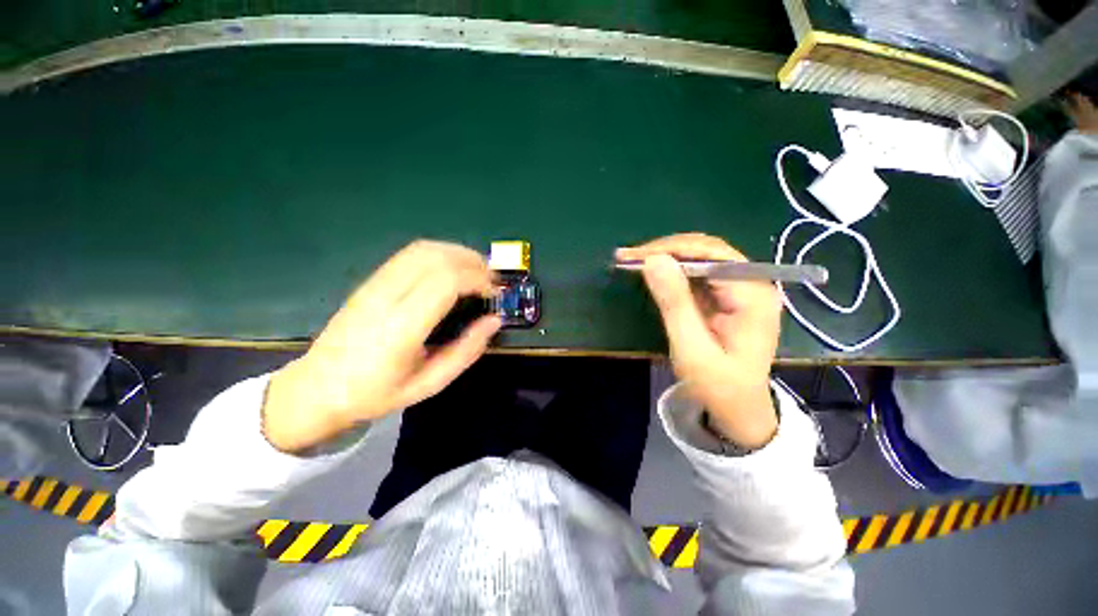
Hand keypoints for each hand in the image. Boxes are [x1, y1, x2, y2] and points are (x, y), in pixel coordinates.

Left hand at [263, 240, 501, 453]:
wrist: (316, 388)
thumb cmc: (376, 393)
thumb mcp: (429, 384)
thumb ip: (466, 351)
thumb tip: (494, 320)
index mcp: (401, 328)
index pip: (445, 282)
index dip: (478, 279)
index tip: (494, 293)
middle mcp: (386, 297)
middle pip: (436, 257)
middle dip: (473, 262)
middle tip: (492, 280)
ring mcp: (374, 285)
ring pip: (423, 249)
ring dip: (457, 253)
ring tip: (477, 271)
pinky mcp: (370, 281)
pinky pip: (410, 255)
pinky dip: (439, 254)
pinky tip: (451, 270)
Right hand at [617, 233, 781, 448]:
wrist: (739, 409)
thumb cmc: (718, 385)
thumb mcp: (692, 348)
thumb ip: (675, 303)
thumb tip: (653, 260)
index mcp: (753, 295)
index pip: (711, 255)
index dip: (671, 250)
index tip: (634, 256)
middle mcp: (753, 283)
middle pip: (707, 250)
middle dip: (665, 250)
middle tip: (628, 257)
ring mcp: (741, 288)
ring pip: (701, 257)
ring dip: (666, 257)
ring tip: (633, 260)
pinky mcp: (727, 295)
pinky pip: (698, 272)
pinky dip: (672, 270)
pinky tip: (652, 271)